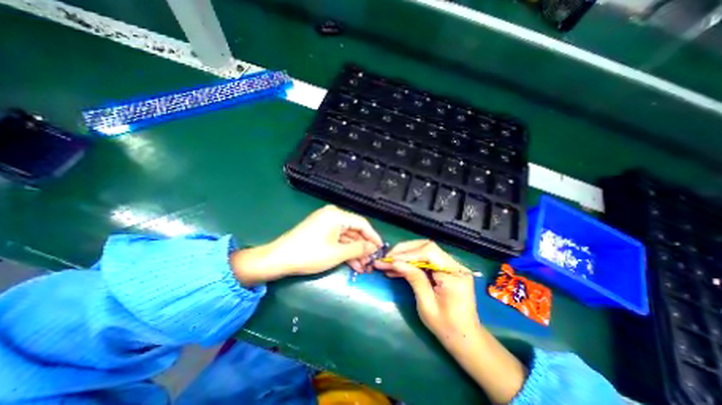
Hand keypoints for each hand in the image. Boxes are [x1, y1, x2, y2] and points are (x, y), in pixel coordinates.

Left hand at [231, 205, 382, 284]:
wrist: (279, 259)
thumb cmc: (310, 254)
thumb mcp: (337, 253)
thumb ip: (358, 248)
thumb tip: (374, 247)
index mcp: (337, 215)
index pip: (362, 223)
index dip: (373, 237)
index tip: (381, 249)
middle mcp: (332, 215)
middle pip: (354, 230)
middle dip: (363, 247)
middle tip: (371, 262)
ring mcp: (325, 223)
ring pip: (346, 237)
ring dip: (355, 251)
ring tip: (363, 267)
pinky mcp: (320, 231)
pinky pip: (337, 239)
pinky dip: (344, 251)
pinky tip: (352, 264)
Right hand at [372, 241, 477, 343]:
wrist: (465, 338)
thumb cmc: (447, 327)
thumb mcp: (427, 305)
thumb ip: (414, 279)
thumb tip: (395, 262)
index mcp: (455, 275)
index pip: (429, 252)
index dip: (407, 254)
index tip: (390, 259)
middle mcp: (455, 265)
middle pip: (427, 247)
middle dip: (404, 251)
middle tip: (387, 257)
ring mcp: (451, 266)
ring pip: (424, 251)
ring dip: (405, 255)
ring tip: (387, 262)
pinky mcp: (445, 269)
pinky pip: (425, 260)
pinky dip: (410, 262)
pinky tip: (397, 268)